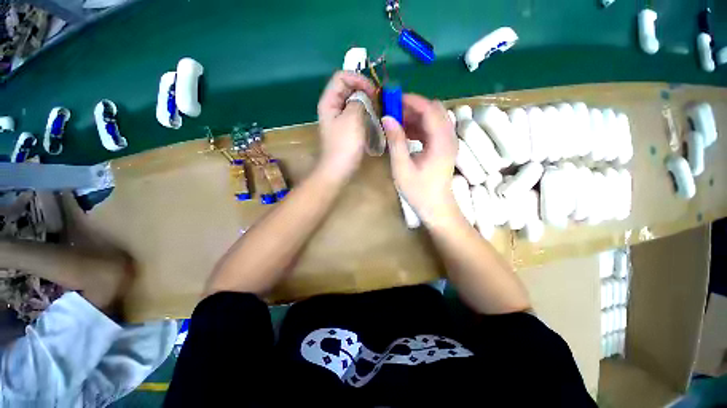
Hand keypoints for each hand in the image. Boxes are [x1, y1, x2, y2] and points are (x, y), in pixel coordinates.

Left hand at [316, 71, 376, 181]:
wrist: (338, 170)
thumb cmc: (344, 145)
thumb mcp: (352, 119)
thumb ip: (359, 100)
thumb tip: (365, 95)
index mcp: (329, 101)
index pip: (342, 76)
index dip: (358, 79)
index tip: (373, 91)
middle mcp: (332, 106)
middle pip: (348, 87)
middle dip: (364, 90)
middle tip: (377, 101)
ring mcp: (339, 118)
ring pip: (353, 101)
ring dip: (366, 102)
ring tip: (377, 110)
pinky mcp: (345, 128)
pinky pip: (356, 114)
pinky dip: (365, 113)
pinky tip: (373, 120)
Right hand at [382, 94, 458, 224]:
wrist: (436, 208)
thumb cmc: (419, 191)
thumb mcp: (402, 167)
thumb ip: (396, 141)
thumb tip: (387, 118)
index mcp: (441, 141)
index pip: (429, 109)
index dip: (411, 101)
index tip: (392, 99)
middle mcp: (449, 137)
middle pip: (434, 110)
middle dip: (413, 106)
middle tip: (393, 110)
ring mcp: (448, 142)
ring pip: (433, 118)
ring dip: (415, 116)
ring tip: (396, 121)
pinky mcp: (444, 148)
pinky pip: (432, 129)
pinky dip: (419, 126)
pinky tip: (405, 132)